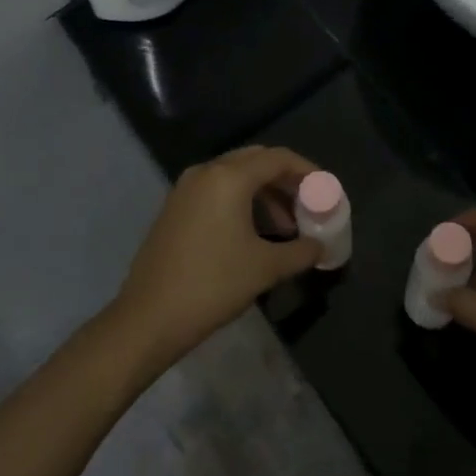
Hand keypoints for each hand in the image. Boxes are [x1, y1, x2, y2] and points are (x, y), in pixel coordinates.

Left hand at [111, 146, 322, 371]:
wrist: (149, 317)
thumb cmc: (213, 285)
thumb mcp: (265, 268)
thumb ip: (300, 252)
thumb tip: (320, 247)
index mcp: (229, 177)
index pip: (278, 158)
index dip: (307, 171)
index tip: (326, 190)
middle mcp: (206, 172)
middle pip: (256, 161)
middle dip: (286, 180)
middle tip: (308, 205)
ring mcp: (186, 189)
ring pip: (235, 176)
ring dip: (264, 194)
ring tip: (286, 228)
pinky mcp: (175, 208)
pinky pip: (217, 191)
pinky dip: (241, 202)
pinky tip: (254, 234)